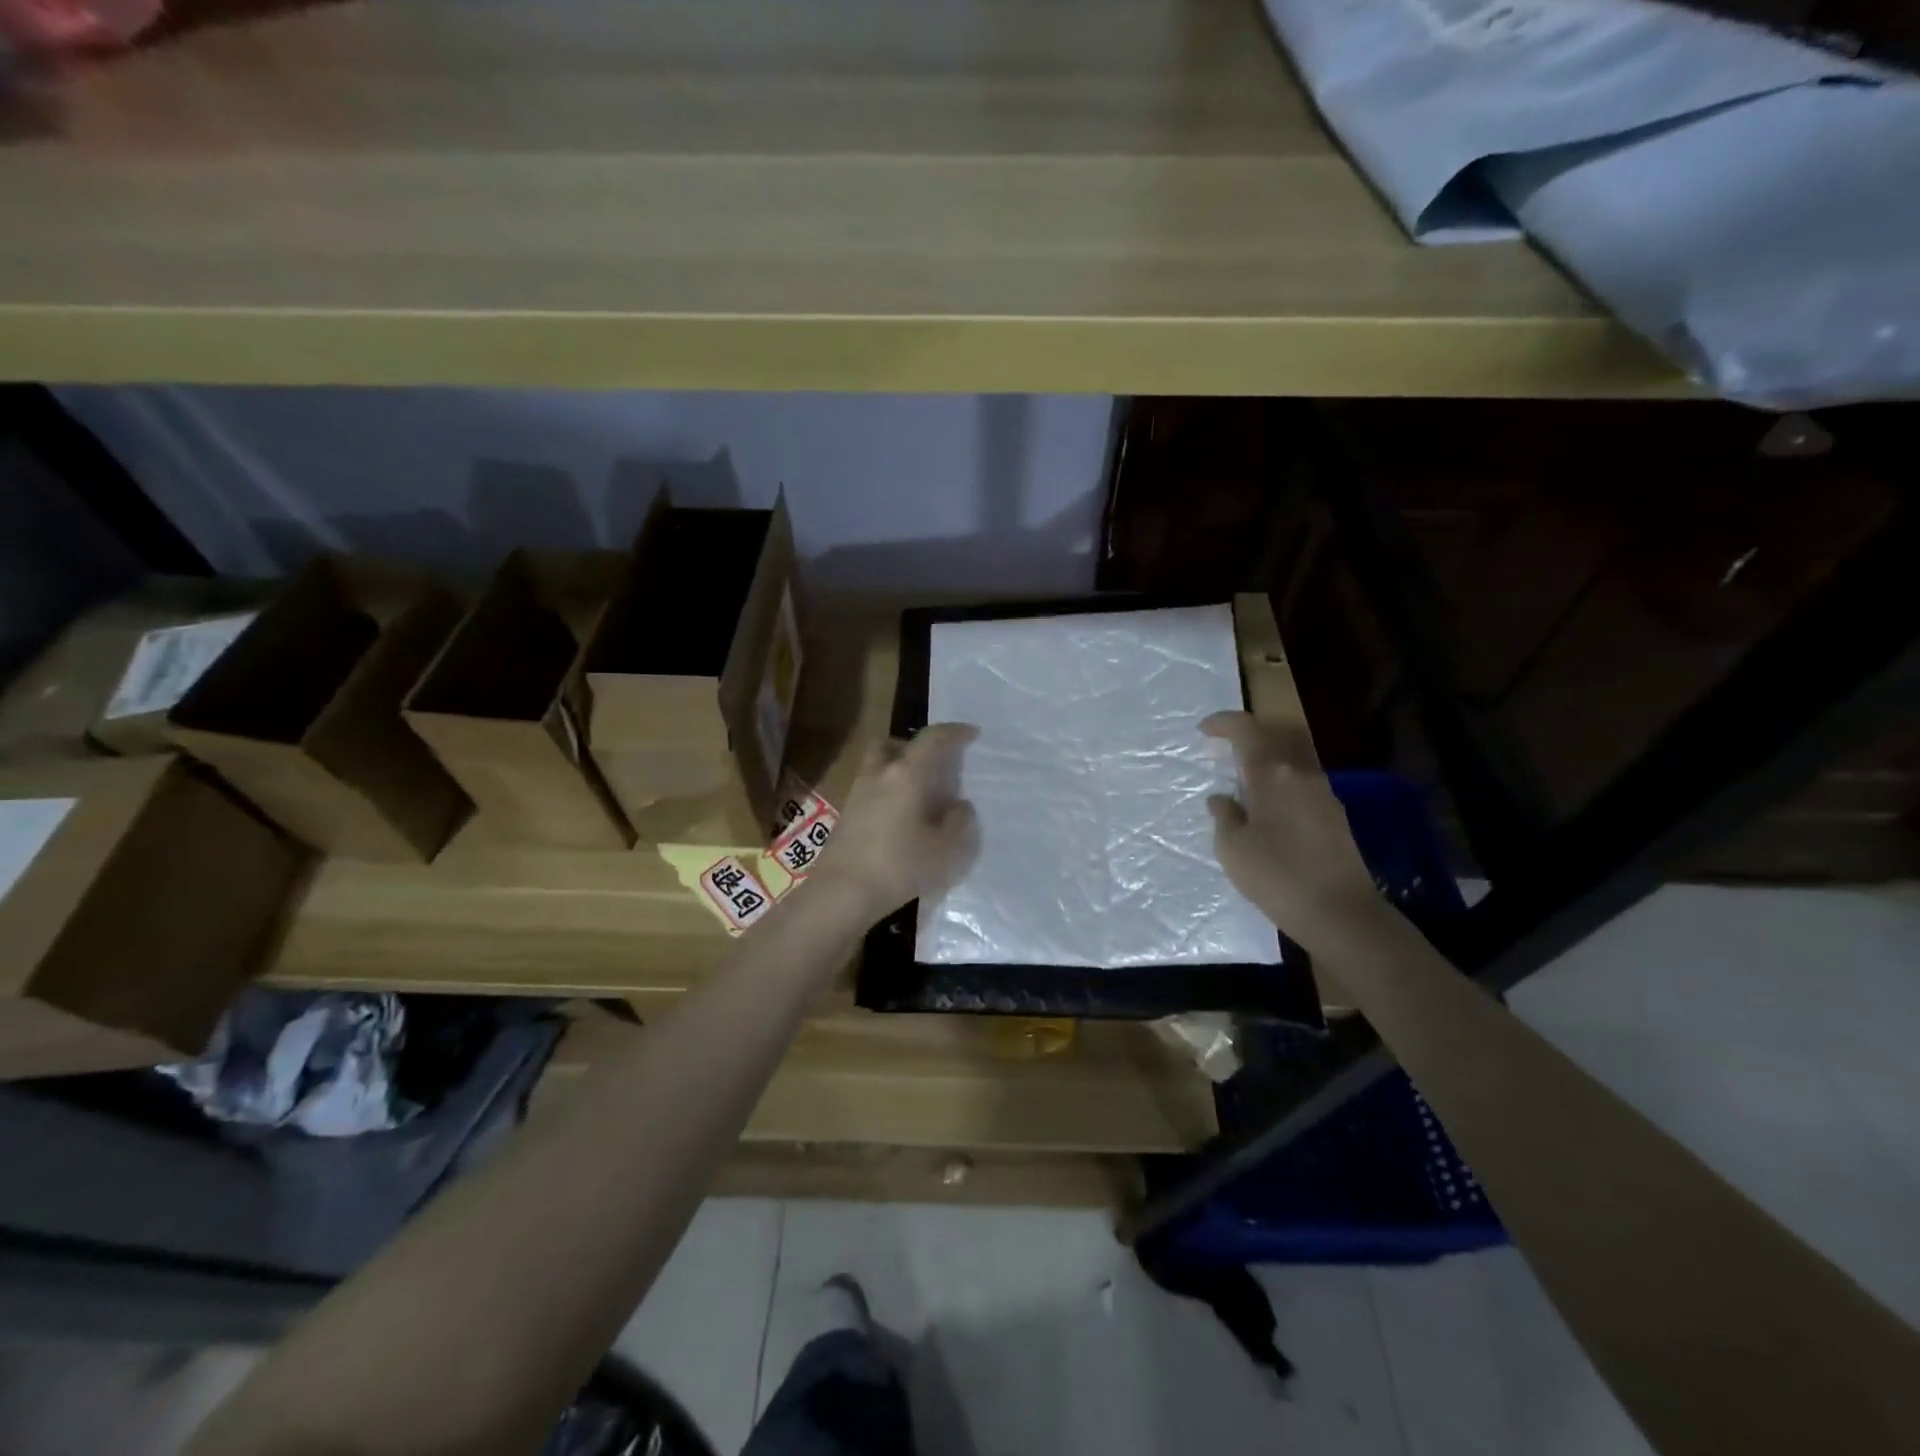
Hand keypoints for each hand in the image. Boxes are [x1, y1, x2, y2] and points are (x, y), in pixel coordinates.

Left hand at [814, 723, 979, 921]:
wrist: (841, 893)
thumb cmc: (900, 865)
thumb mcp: (946, 849)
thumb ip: (959, 822)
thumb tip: (959, 806)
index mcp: (906, 774)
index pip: (932, 739)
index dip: (954, 732)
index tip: (971, 734)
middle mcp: (878, 775)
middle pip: (891, 743)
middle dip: (912, 746)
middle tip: (932, 764)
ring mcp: (857, 794)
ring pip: (877, 767)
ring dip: (897, 771)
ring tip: (919, 794)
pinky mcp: (846, 817)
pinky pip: (870, 791)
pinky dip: (887, 794)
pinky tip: (901, 819)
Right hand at [1201, 711, 1383, 951]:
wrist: (1341, 914)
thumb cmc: (1276, 876)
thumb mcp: (1232, 848)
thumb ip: (1224, 815)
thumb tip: (1222, 798)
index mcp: (1273, 775)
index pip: (1247, 731)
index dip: (1224, 723)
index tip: (1204, 730)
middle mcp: (1302, 775)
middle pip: (1274, 739)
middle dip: (1248, 738)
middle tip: (1223, 750)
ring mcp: (1324, 795)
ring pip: (1290, 764)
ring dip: (1265, 765)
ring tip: (1243, 787)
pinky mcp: (1336, 817)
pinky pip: (1301, 787)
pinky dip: (1280, 787)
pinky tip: (1268, 814)